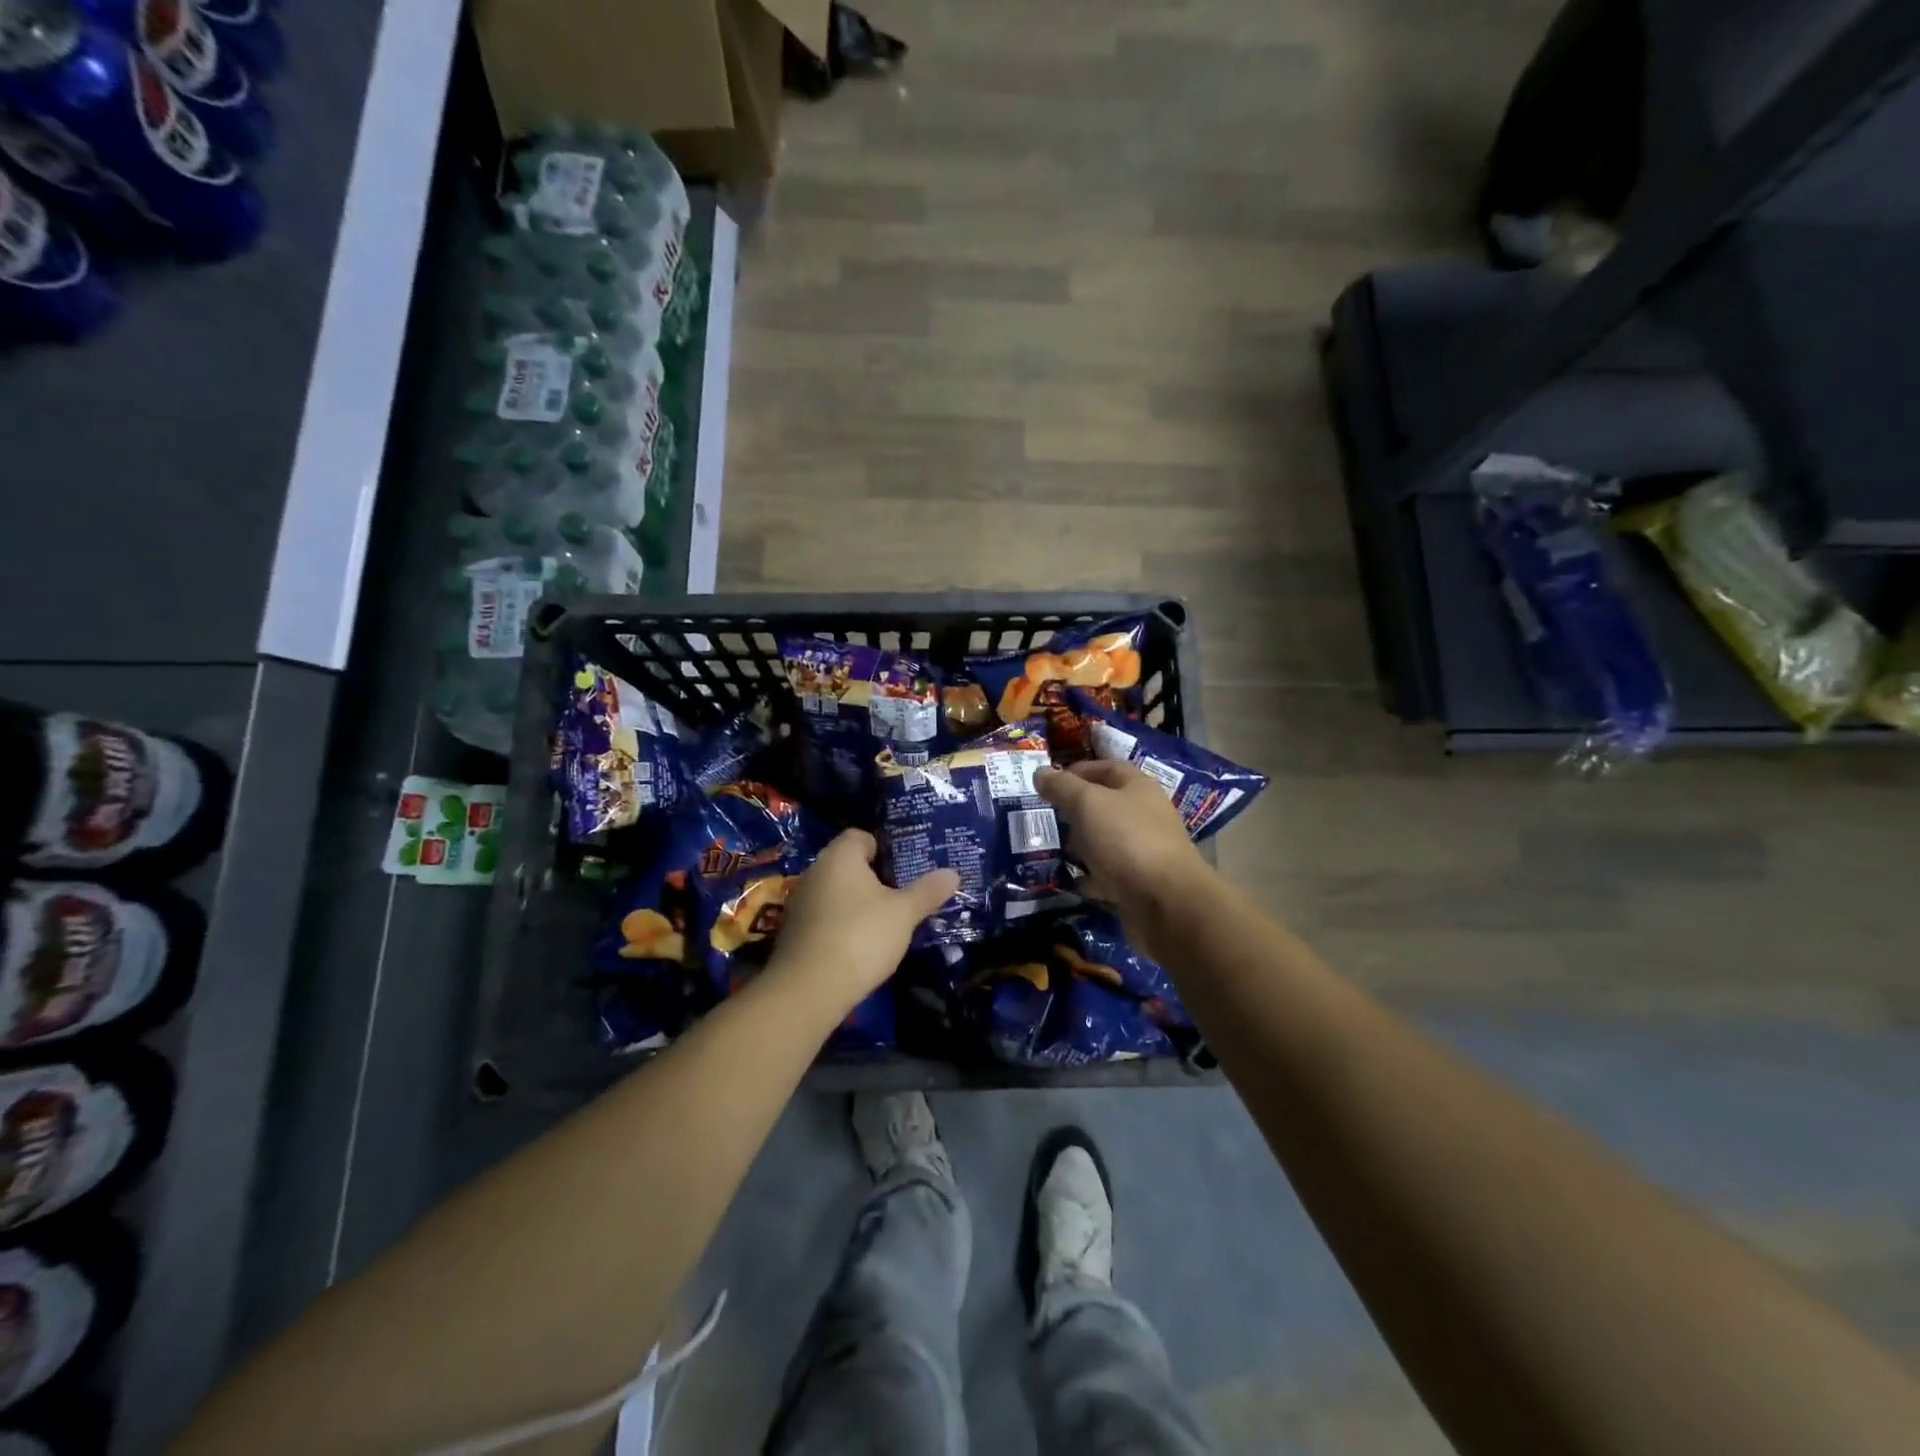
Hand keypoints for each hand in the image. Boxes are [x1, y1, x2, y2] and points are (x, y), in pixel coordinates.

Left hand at [769, 830, 959, 1013]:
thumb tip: (953, 873)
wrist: (809, 989)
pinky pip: (824, 917)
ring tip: (885, 921)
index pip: (860, 836)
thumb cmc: (861, 936)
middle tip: (902, 894)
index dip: (884, 848)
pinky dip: (841, 924)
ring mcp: (800, 902)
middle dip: (873, 877)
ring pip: (835, 892)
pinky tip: (859, 945)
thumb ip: (927, 891)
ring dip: (856, 903)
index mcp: (840, 856)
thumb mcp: (904, 914)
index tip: (905, 868)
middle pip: (848, 865)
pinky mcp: (793, 932)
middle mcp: (815, 872)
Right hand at [1036, 761, 1210, 938]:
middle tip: (1049, 818)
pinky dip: (1090, 877)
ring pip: (1106, 841)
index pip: (1108, 768)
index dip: (1079, 770)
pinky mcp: (1140, 884)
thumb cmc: (1126, 840)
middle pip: (1106, 806)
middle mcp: (1146, 816)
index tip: (1050, 783)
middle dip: (1076, 811)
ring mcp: (1145, 851)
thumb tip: (1040, 773)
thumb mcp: (1087, 803)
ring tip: (1057, 851)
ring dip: (1082, 846)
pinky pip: (1109, 875)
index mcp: (1139, 788)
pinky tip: (1072, 881)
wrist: (1165, 902)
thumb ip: (1061, 787)